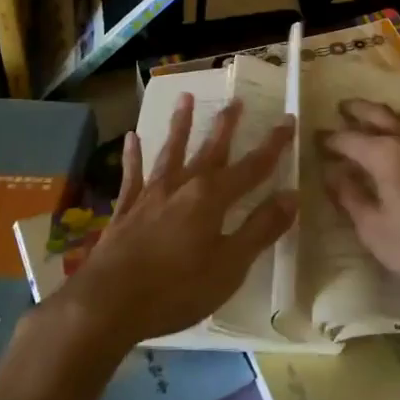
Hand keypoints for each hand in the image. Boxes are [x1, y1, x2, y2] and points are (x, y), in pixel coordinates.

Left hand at [61, 95, 297, 347]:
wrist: (108, 301)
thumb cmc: (177, 289)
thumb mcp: (230, 266)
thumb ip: (260, 229)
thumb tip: (291, 195)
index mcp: (212, 198)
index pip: (252, 166)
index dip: (273, 144)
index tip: (288, 120)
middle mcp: (183, 185)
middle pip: (211, 149)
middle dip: (226, 125)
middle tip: (236, 99)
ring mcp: (151, 194)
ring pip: (171, 151)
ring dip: (180, 124)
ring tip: (185, 97)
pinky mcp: (126, 208)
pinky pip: (132, 174)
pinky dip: (133, 155)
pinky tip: (132, 137)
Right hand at [320, 98, 399, 303]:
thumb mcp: (373, 229)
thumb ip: (350, 197)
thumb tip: (332, 172)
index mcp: (383, 154)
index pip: (348, 139)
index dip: (329, 139)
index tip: (316, 140)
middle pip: (377, 114)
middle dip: (356, 110)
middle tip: (342, 108)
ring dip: (386, 112)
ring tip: (375, 114)